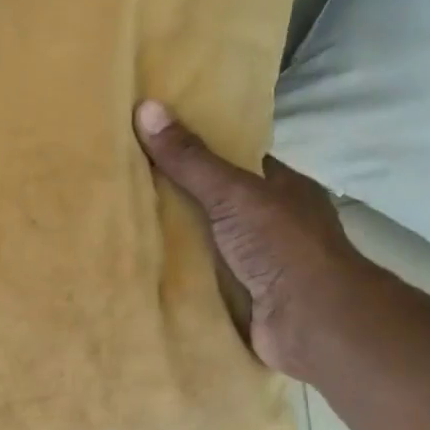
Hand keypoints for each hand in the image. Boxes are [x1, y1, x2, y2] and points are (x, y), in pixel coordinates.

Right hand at [134, 100, 374, 380]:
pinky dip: (174, 277)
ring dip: (171, 241)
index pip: (234, 161)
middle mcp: (270, 223)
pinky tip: (137, 270)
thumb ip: (190, 159)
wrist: (311, 322)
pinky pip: (198, 281)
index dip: (196, 150)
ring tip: (118, 225)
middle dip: (175, 199)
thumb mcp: (233, 193)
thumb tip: (145, 107)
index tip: (151, 143)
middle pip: (214, 204)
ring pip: (204, 244)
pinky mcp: (240, 299)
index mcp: (281, 188)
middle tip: (122, 185)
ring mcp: (256, 264)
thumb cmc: (282, 246)